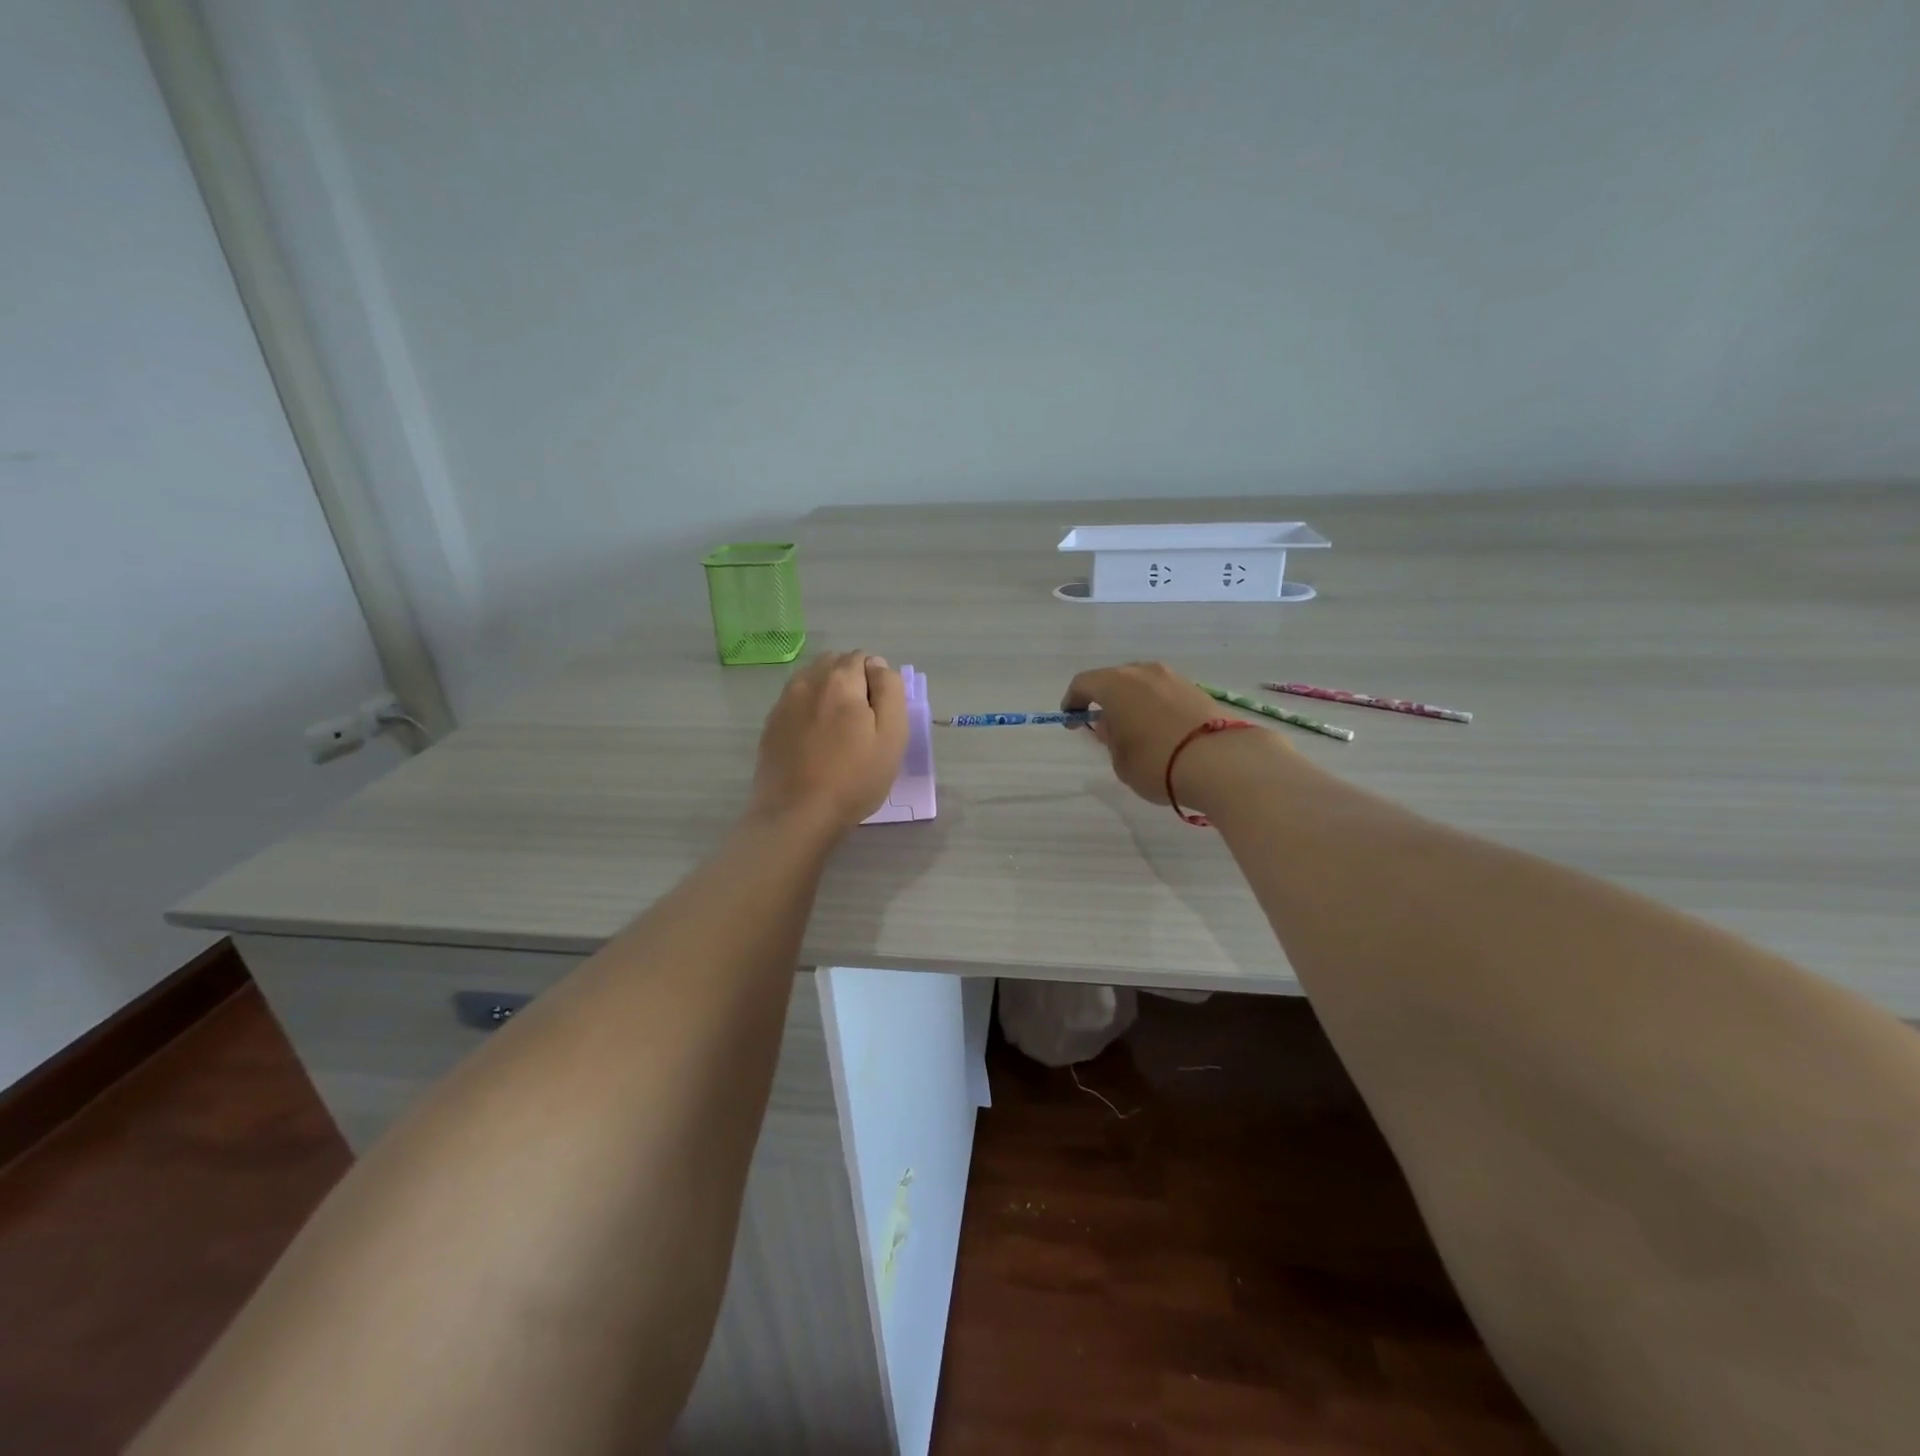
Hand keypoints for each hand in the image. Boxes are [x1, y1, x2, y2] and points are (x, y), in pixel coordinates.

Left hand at [750, 651, 907, 835]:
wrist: (796, 814)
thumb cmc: (853, 778)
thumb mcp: (891, 736)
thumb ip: (890, 691)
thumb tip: (878, 665)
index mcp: (840, 680)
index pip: (863, 658)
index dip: (876, 682)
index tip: (879, 714)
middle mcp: (807, 681)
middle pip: (834, 663)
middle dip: (851, 681)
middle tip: (862, 721)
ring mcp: (784, 702)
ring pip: (812, 680)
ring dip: (828, 692)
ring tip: (838, 730)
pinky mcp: (771, 724)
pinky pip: (795, 701)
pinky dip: (809, 709)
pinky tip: (816, 740)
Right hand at [1062, 661, 1285, 807]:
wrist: (1221, 761)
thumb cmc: (1156, 762)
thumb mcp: (1120, 759)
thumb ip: (1110, 739)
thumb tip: (1113, 726)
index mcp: (1115, 683)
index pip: (1083, 684)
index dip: (1073, 702)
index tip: (1071, 721)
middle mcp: (1142, 672)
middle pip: (1114, 679)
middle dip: (1105, 700)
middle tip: (1103, 726)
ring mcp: (1173, 677)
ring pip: (1142, 684)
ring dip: (1132, 702)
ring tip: (1134, 729)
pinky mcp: (1196, 689)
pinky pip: (1164, 693)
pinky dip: (1155, 706)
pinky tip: (1159, 730)